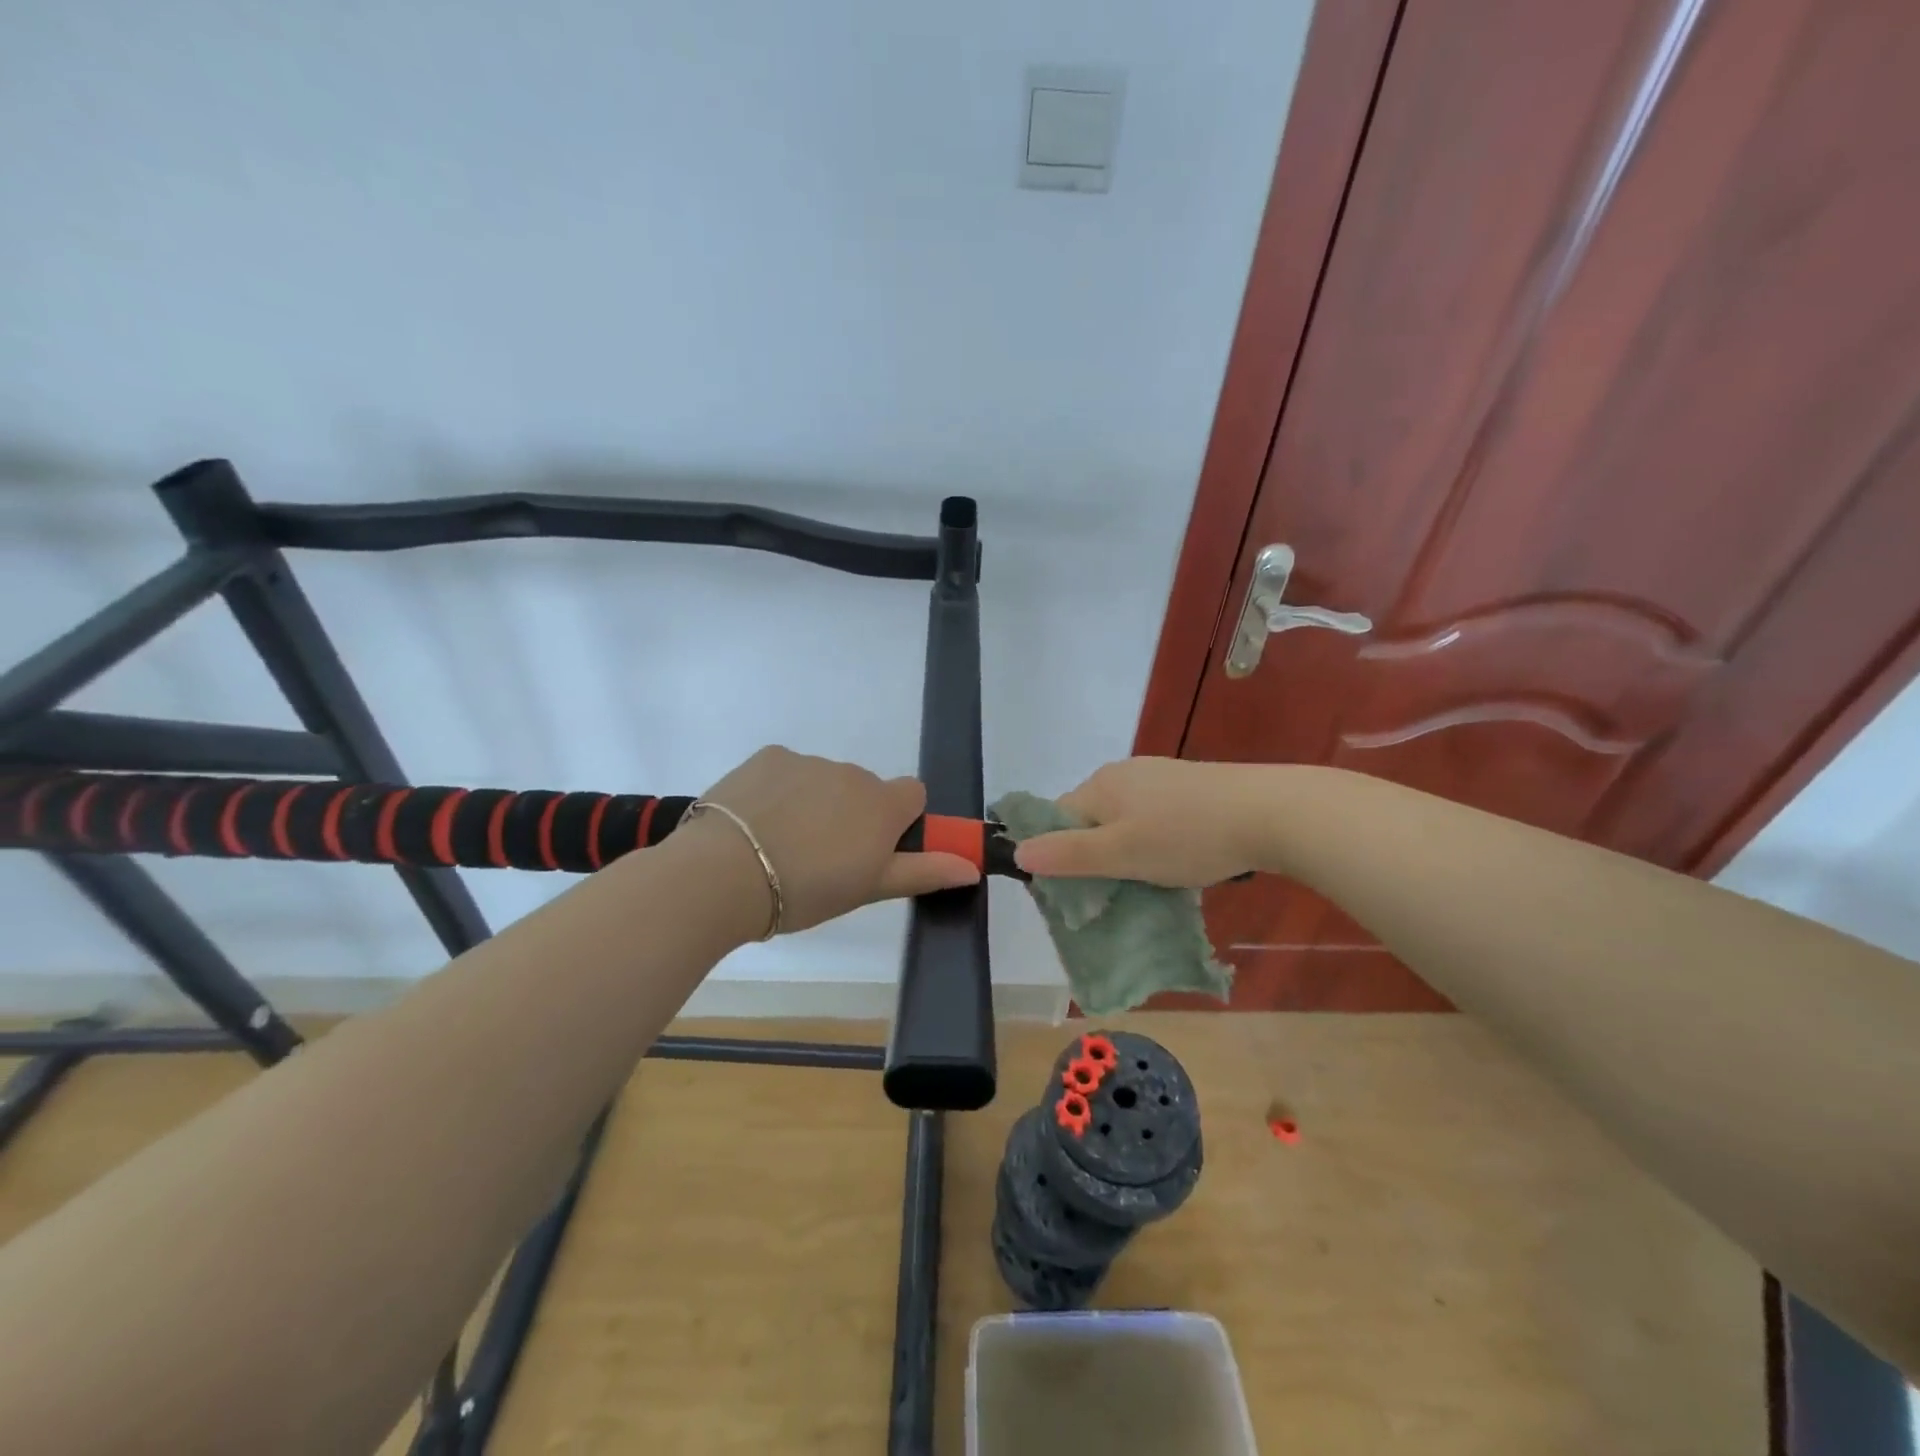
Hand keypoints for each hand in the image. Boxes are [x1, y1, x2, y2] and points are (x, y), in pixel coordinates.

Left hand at [698, 746, 980, 932]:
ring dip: (815, 803)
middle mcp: (852, 773)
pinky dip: (780, 790)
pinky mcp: (770, 756)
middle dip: (852, 815)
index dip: (899, 820)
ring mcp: (809, 761)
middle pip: (865, 789)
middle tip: (821, 857)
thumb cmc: (806, 890)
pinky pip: (788, 770)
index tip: (874, 849)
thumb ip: (923, 871)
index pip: (914, 794)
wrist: (725, 873)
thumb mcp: (868, 889)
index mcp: (882, 805)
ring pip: (824, 780)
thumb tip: (972, 866)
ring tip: (780, 844)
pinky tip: (756, 822)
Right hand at [1012, 757, 1265, 888]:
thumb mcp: (1122, 854)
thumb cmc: (1187, 836)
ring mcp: (1159, 775)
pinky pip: (1154, 815)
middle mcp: (1123, 773)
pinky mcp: (1189, 784)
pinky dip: (1157, 839)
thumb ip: (1068, 854)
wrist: (1270, 812)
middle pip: (1090, 819)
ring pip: (1124, 819)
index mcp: (1100, 786)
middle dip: (1097, 855)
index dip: (1060, 855)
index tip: (1080, 889)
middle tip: (1118, 890)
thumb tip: (1017, 852)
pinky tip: (1180, 857)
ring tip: (1151, 879)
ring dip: (1129, 850)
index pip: (1057, 820)